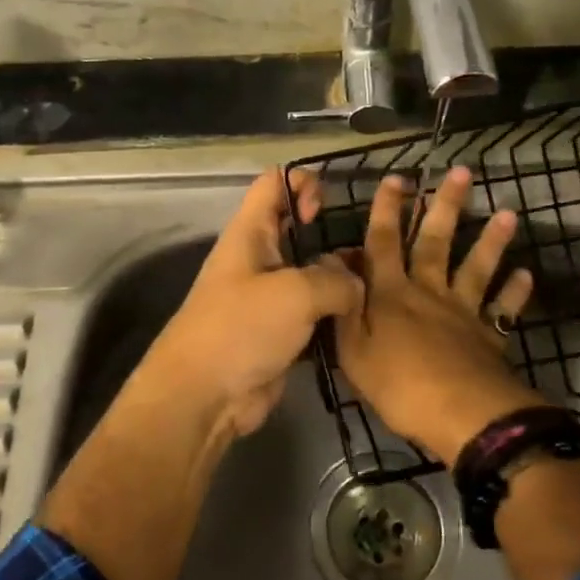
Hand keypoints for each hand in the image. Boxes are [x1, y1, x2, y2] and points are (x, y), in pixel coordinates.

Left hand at [144, 168, 363, 437]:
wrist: (204, 396)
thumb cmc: (242, 328)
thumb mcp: (296, 293)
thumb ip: (335, 280)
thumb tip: (355, 284)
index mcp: (250, 233)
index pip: (274, 183)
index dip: (302, 184)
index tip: (324, 211)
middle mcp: (258, 259)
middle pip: (297, 229)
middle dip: (332, 234)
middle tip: (366, 252)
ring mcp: (268, 298)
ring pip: (311, 274)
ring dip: (340, 280)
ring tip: (374, 288)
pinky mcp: (279, 332)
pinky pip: (314, 313)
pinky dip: (335, 315)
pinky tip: (363, 322)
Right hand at [334, 166, 544, 466]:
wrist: (460, 414)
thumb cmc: (398, 385)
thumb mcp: (353, 351)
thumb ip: (344, 307)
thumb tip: (335, 267)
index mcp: (390, 294)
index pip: (383, 243)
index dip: (386, 210)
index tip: (396, 179)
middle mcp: (428, 291)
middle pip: (436, 241)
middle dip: (445, 205)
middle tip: (462, 172)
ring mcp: (462, 311)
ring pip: (476, 266)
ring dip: (491, 239)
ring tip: (507, 212)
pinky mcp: (489, 334)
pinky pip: (504, 308)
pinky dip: (515, 291)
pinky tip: (526, 274)